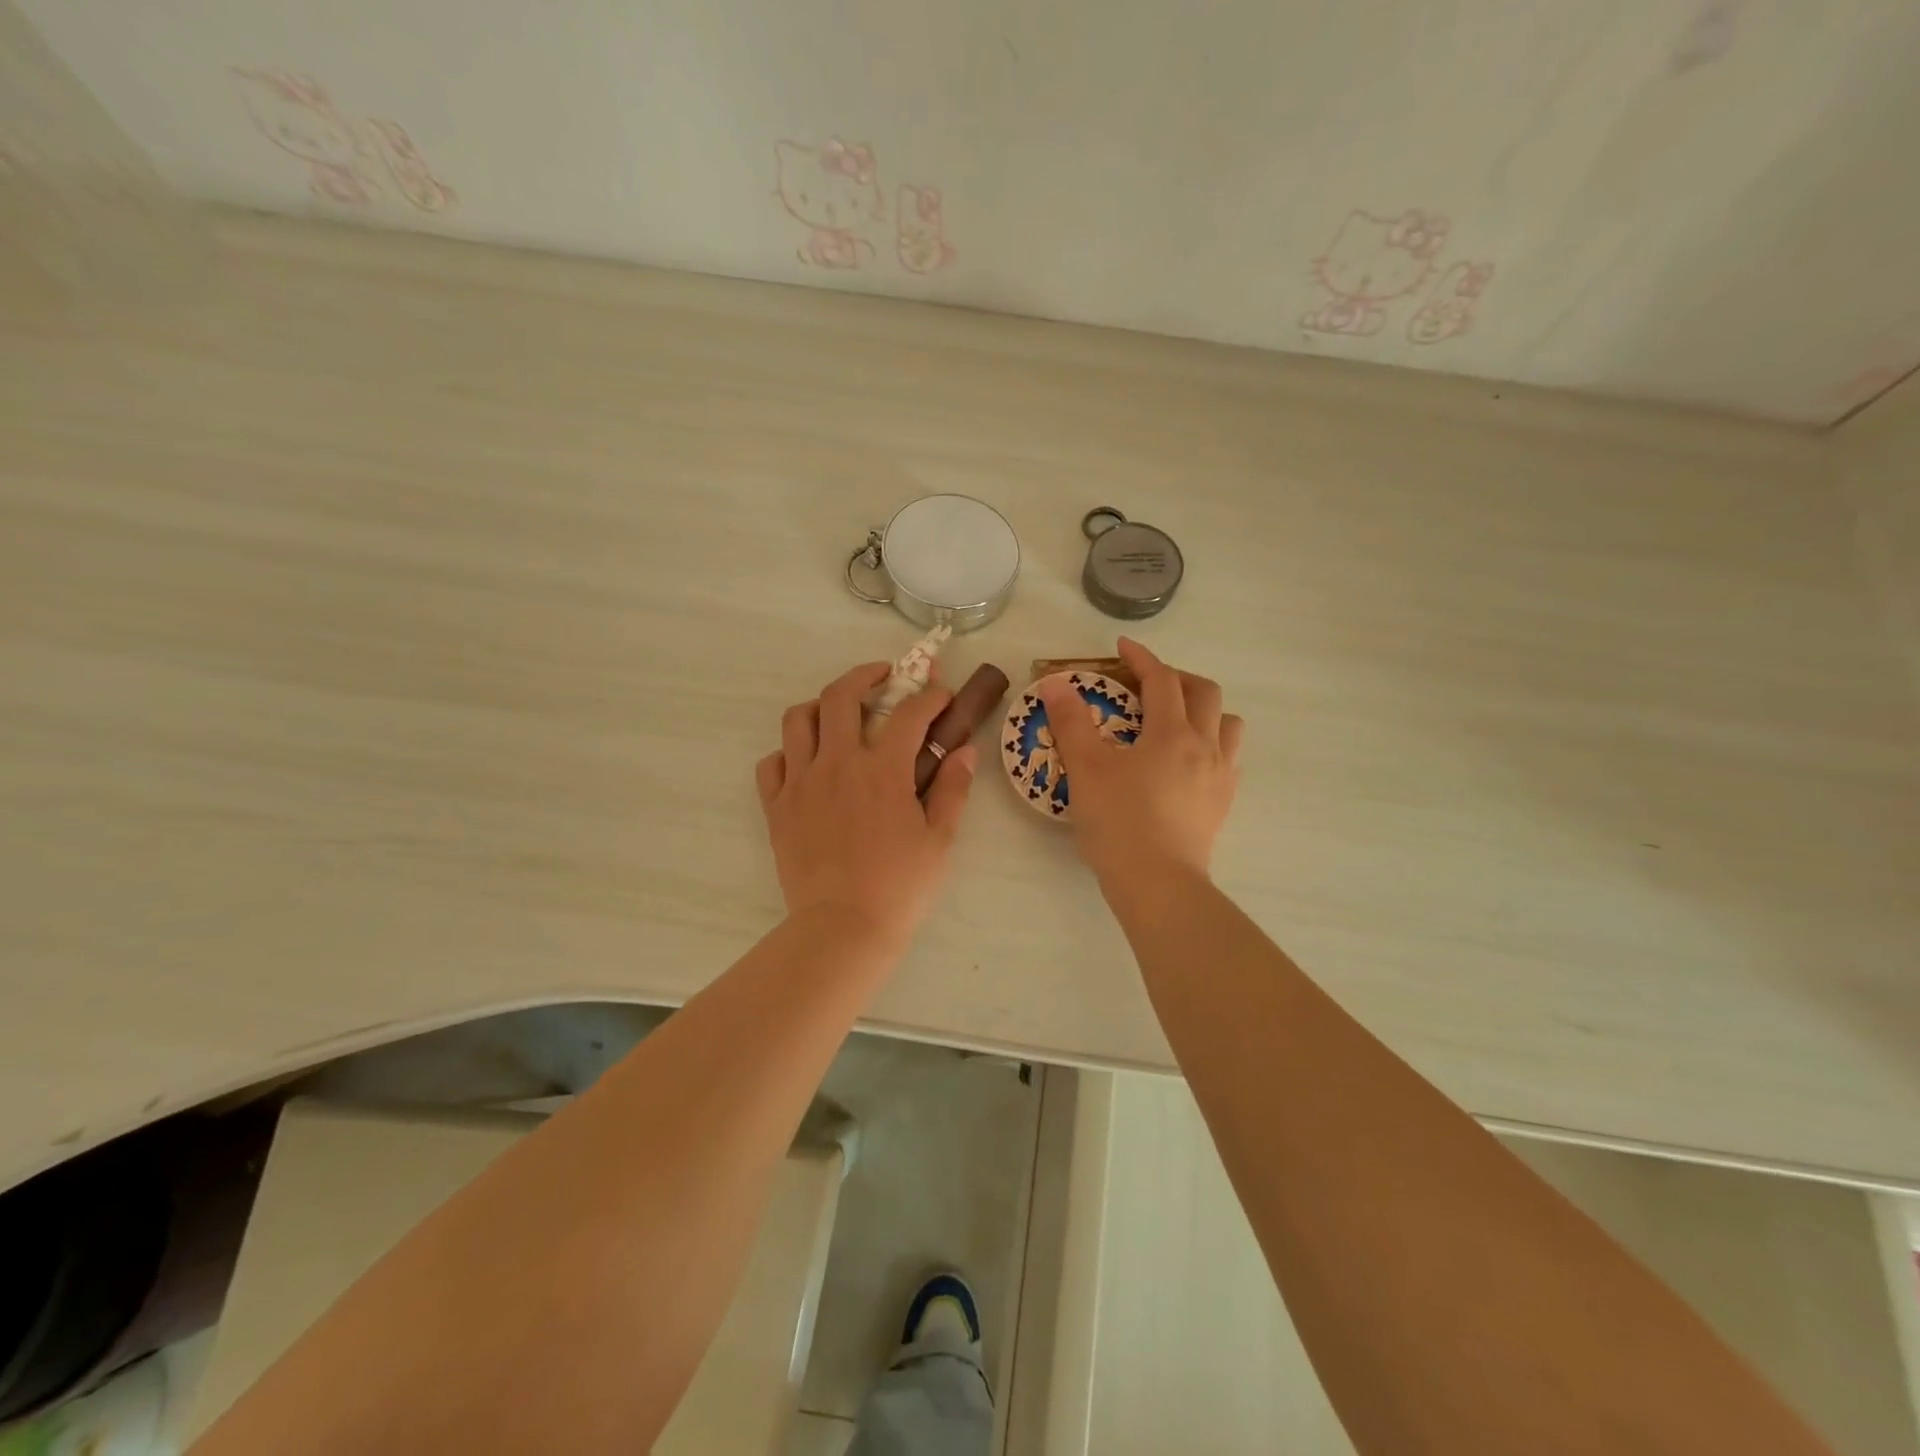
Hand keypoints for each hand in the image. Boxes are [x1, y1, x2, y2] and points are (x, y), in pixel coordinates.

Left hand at [756, 662, 977, 947]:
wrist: (843, 928)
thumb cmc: (900, 886)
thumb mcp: (939, 839)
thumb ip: (953, 789)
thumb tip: (964, 751)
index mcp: (882, 770)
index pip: (909, 713)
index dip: (930, 697)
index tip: (941, 696)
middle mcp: (837, 763)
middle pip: (840, 696)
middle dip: (865, 675)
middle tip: (883, 677)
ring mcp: (801, 782)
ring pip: (797, 720)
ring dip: (819, 706)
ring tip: (835, 713)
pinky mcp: (777, 807)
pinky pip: (771, 763)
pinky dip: (787, 753)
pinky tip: (805, 763)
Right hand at [1037, 638, 1242, 884]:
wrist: (1159, 884)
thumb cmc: (1119, 823)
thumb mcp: (1085, 769)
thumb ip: (1071, 722)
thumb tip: (1056, 682)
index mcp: (1171, 733)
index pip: (1162, 679)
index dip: (1141, 658)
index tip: (1122, 648)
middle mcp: (1205, 746)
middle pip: (1204, 692)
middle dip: (1176, 678)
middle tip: (1147, 685)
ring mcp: (1220, 776)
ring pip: (1227, 724)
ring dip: (1204, 710)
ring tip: (1175, 721)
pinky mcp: (1223, 804)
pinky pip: (1229, 758)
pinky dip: (1212, 744)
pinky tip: (1188, 762)